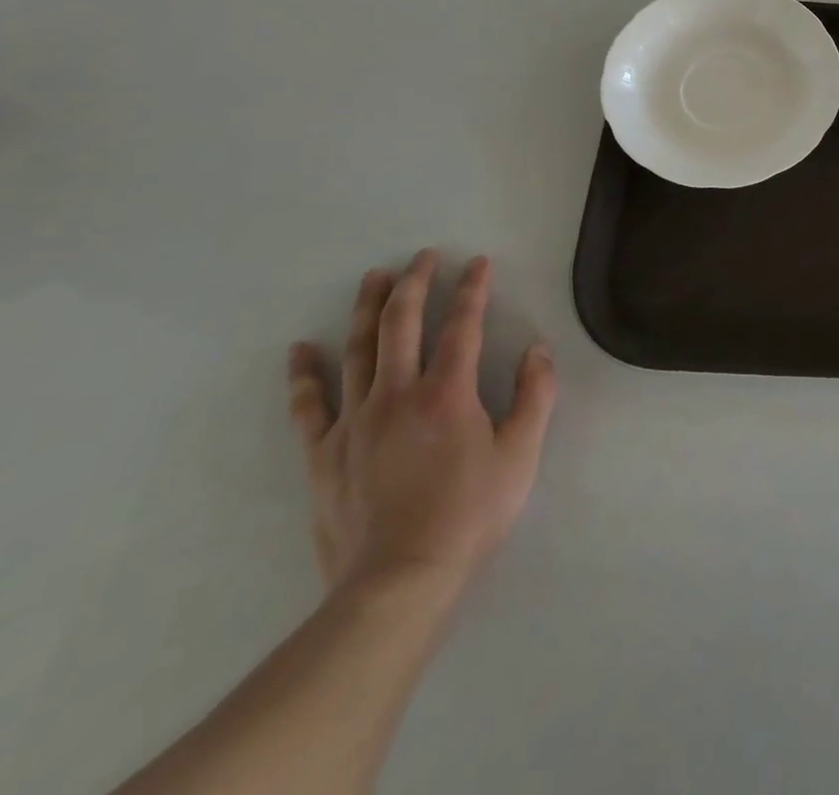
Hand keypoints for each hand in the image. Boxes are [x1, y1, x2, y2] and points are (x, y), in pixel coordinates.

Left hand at [287, 251, 556, 600]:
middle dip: (415, 283)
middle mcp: (397, 394)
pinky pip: (309, 406)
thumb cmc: (470, 514)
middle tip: (423, 256)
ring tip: (373, 278)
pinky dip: (303, 375)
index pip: (462, 325)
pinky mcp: (323, 453)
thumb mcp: (521, 454)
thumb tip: (539, 348)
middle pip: (402, 324)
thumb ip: (535, 395)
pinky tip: (299, 350)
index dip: (473, 289)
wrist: (399, 582)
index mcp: (448, 392)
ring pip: (358, 351)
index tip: (479, 262)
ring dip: (366, 309)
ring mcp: (355, 422)